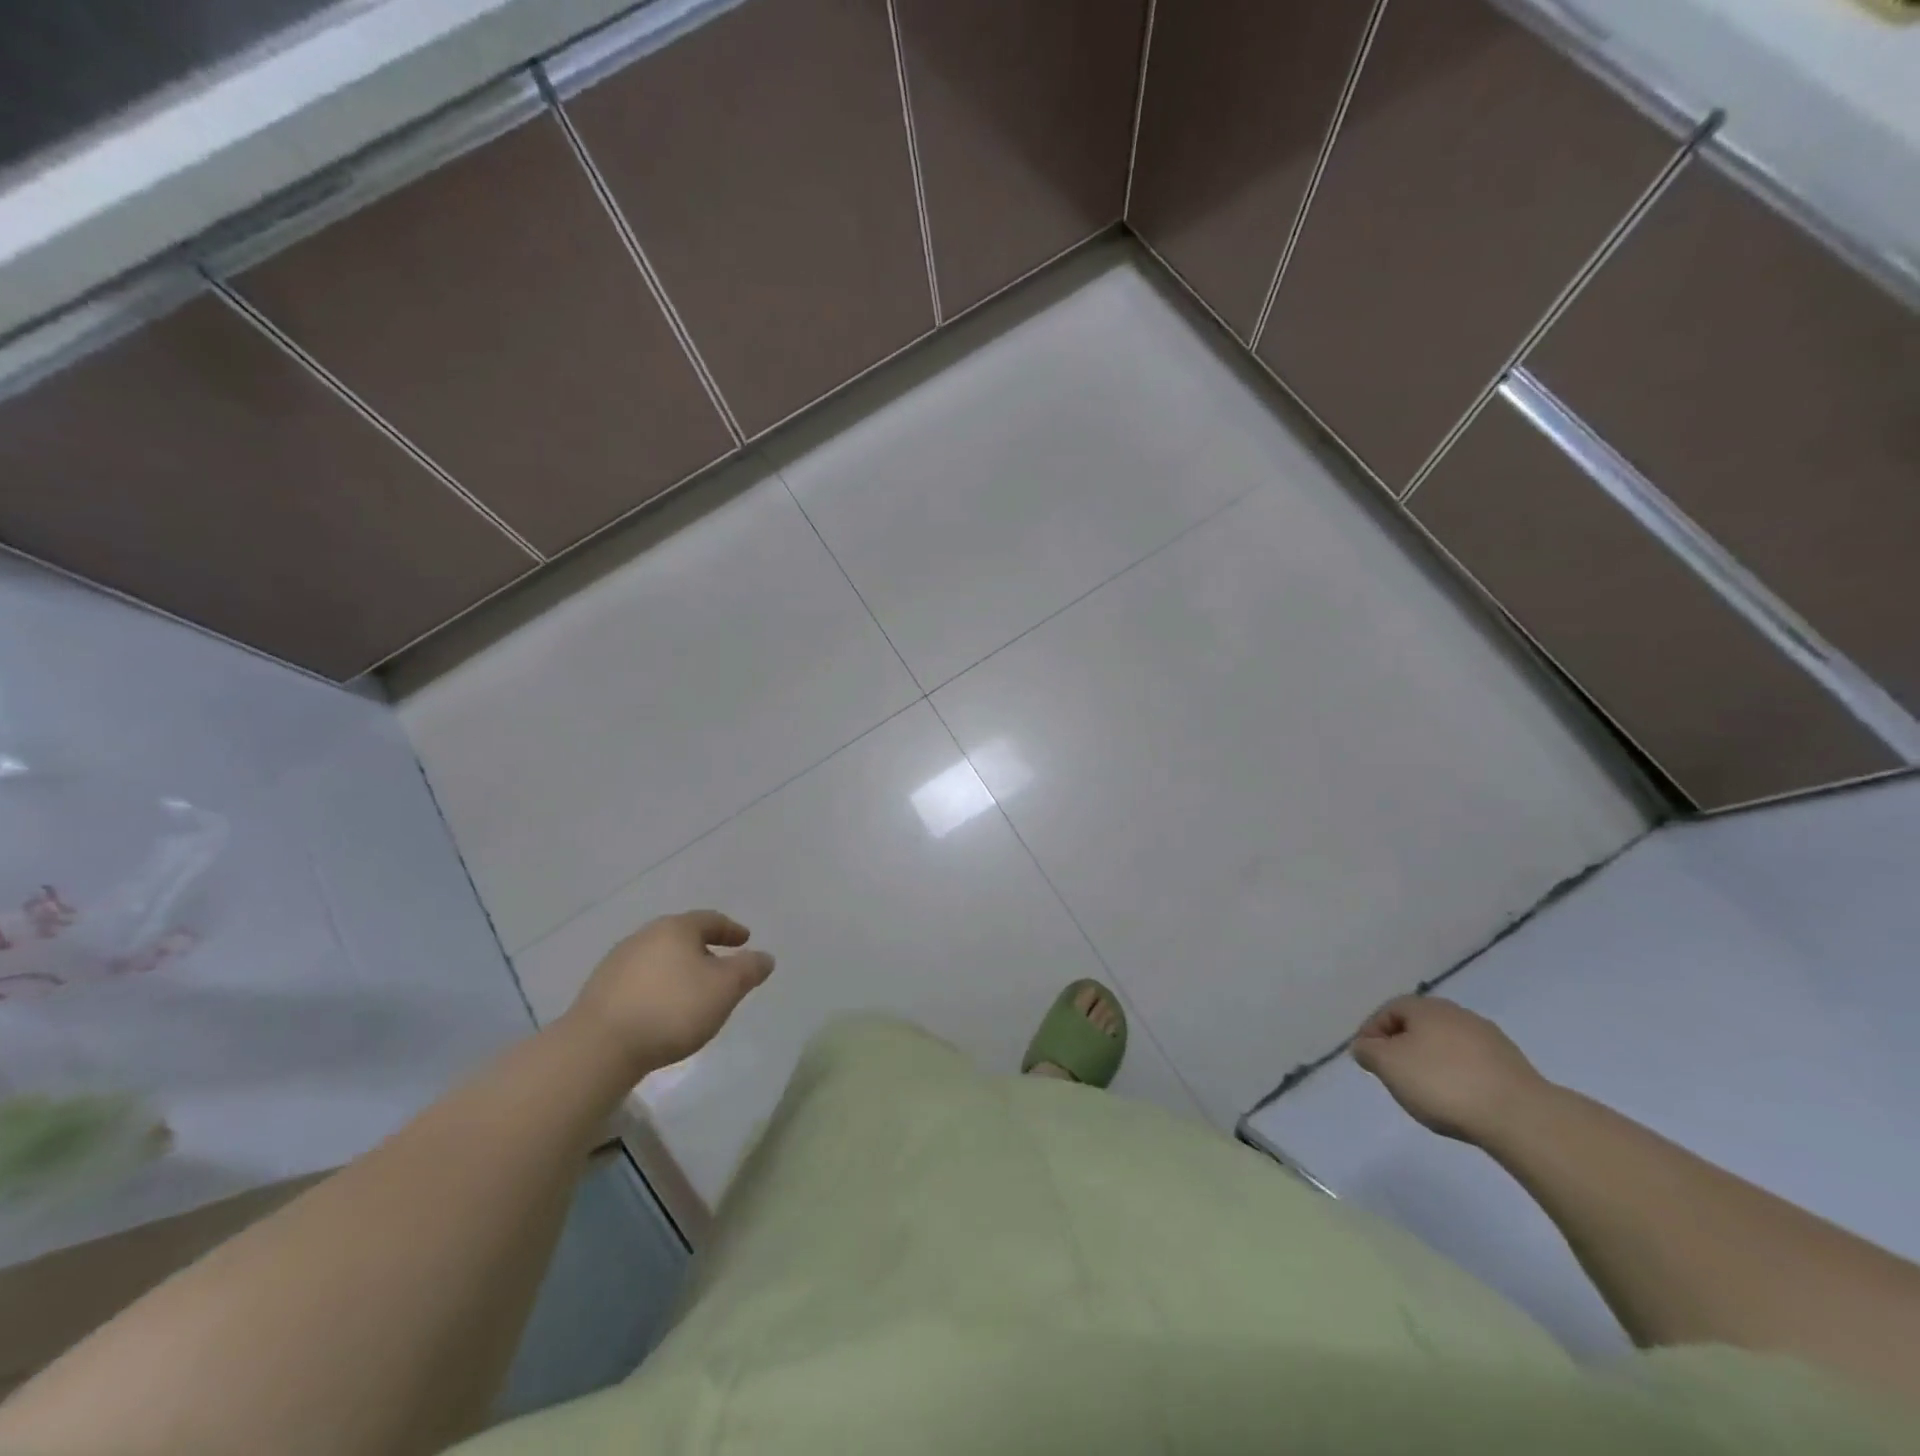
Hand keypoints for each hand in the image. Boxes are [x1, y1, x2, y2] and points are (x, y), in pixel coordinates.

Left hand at [564, 910, 773, 1076]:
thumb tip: (764, 957)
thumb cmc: (672, 1009)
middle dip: (704, 950)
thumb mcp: (725, 988)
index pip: (710, 920)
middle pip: (682, 937)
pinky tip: (662, 1010)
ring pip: (659, 959)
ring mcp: (617, 963)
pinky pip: (640, 981)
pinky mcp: (600, 991)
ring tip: (693, 992)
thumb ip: (749, 969)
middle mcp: (644, 936)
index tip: (745, 940)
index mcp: (676, 928)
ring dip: (679, 970)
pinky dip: (658, 987)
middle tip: (721, 967)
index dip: (731, 930)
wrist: (599, 1047)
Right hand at [1350, 996, 1547, 1144]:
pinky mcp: (1513, 1065)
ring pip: (1447, 1045)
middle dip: (1402, 1047)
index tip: (1367, 1060)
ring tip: (1427, 1092)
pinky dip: (1459, 1076)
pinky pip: (1472, 1064)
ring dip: (1432, 1062)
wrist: (1521, 1117)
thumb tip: (1365, 1046)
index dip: (1372, 1033)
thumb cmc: (1443, 1083)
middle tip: (1394, 1074)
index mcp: (1426, 1007)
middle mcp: (1457, 1013)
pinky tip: (1460, 1100)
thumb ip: (1368, 1051)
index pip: (1388, 1011)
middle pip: (1419, 1026)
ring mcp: (1489, 1038)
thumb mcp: (1388, 1066)